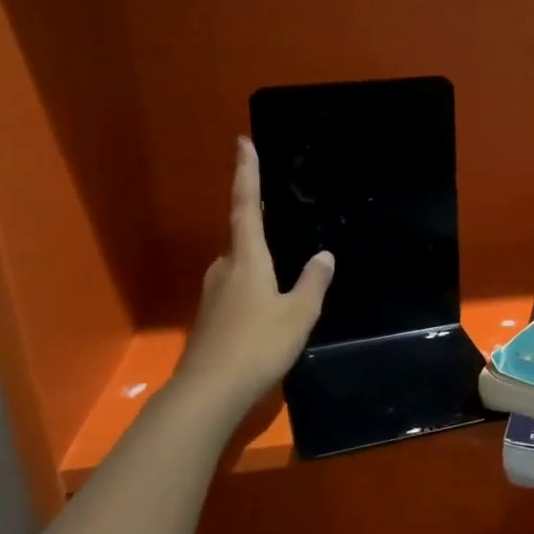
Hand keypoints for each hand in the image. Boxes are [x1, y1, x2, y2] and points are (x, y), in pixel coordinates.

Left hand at [172, 138, 333, 419]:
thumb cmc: (259, 345)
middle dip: (257, 223)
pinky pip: (235, 289)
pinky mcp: (209, 317)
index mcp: (246, 258)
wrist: (209, 391)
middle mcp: (224, 268)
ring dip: (257, 261)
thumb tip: (324, 255)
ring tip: (282, 272)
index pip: (246, 205)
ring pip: (238, 266)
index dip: (246, 173)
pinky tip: (267, 307)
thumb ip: (313, 282)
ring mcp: (212, 294)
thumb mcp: (299, 314)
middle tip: (280, 218)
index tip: (242, 141)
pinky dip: (252, 286)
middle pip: (240, 236)